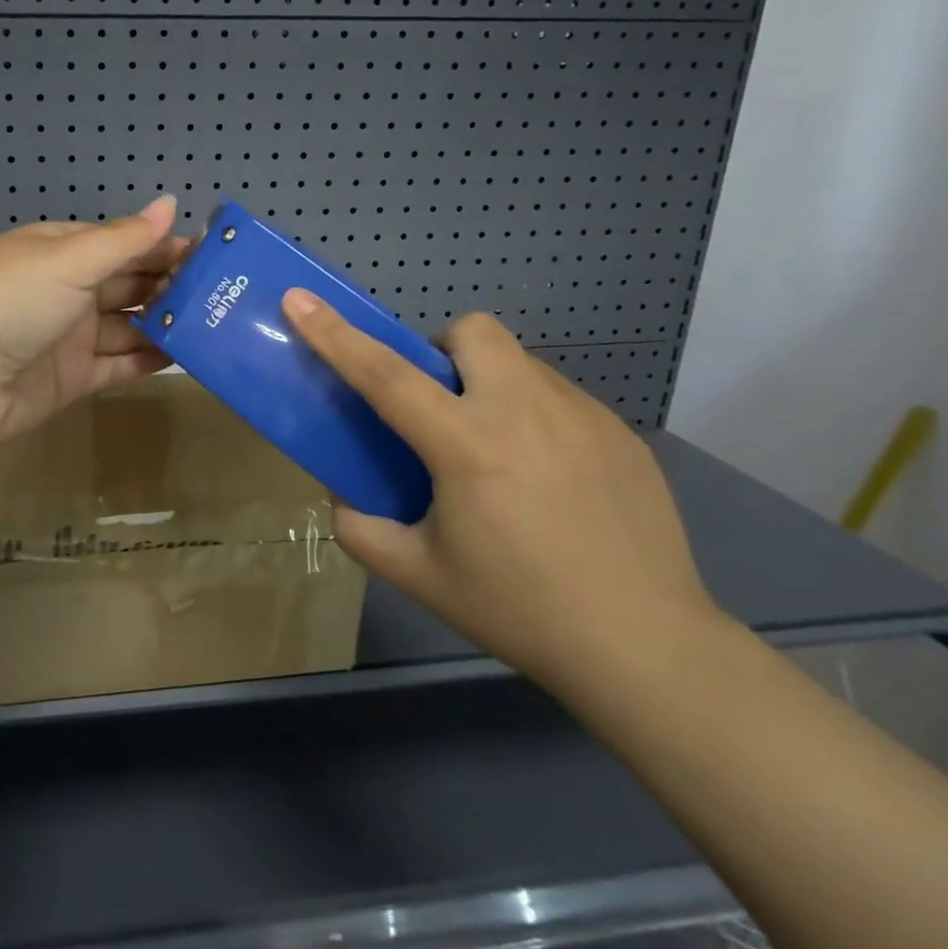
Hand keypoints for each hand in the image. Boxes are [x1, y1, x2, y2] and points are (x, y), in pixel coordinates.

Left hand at [0, 196, 190, 445]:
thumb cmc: (13, 300)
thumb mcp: (70, 259)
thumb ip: (125, 238)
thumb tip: (169, 202)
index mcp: (60, 251)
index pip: (121, 243)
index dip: (162, 246)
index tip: (210, 253)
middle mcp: (66, 290)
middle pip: (127, 283)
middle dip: (169, 285)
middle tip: (222, 292)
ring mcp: (69, 336)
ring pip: (127, 325)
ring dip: (163, 323)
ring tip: (214, 324)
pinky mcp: (72, 378)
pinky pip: (117, 364)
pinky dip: (147, 359)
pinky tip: (184, 355)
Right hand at [280, 292, 726, 699]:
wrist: (648, 649)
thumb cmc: (519, 610)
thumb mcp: (418, 575)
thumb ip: (360, 527)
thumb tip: (344, 492)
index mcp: (467, 446)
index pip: (385, 374)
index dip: (335, 334)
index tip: (299, 299)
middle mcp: (525, 412)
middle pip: (471, 332)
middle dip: (441, 352)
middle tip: (439, 407)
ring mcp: (582, 416)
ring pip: (517, 362)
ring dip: (489, 385)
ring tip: (496, 451)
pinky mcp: (619, 432)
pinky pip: (557, 396)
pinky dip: (532, 415)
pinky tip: (546, 478)